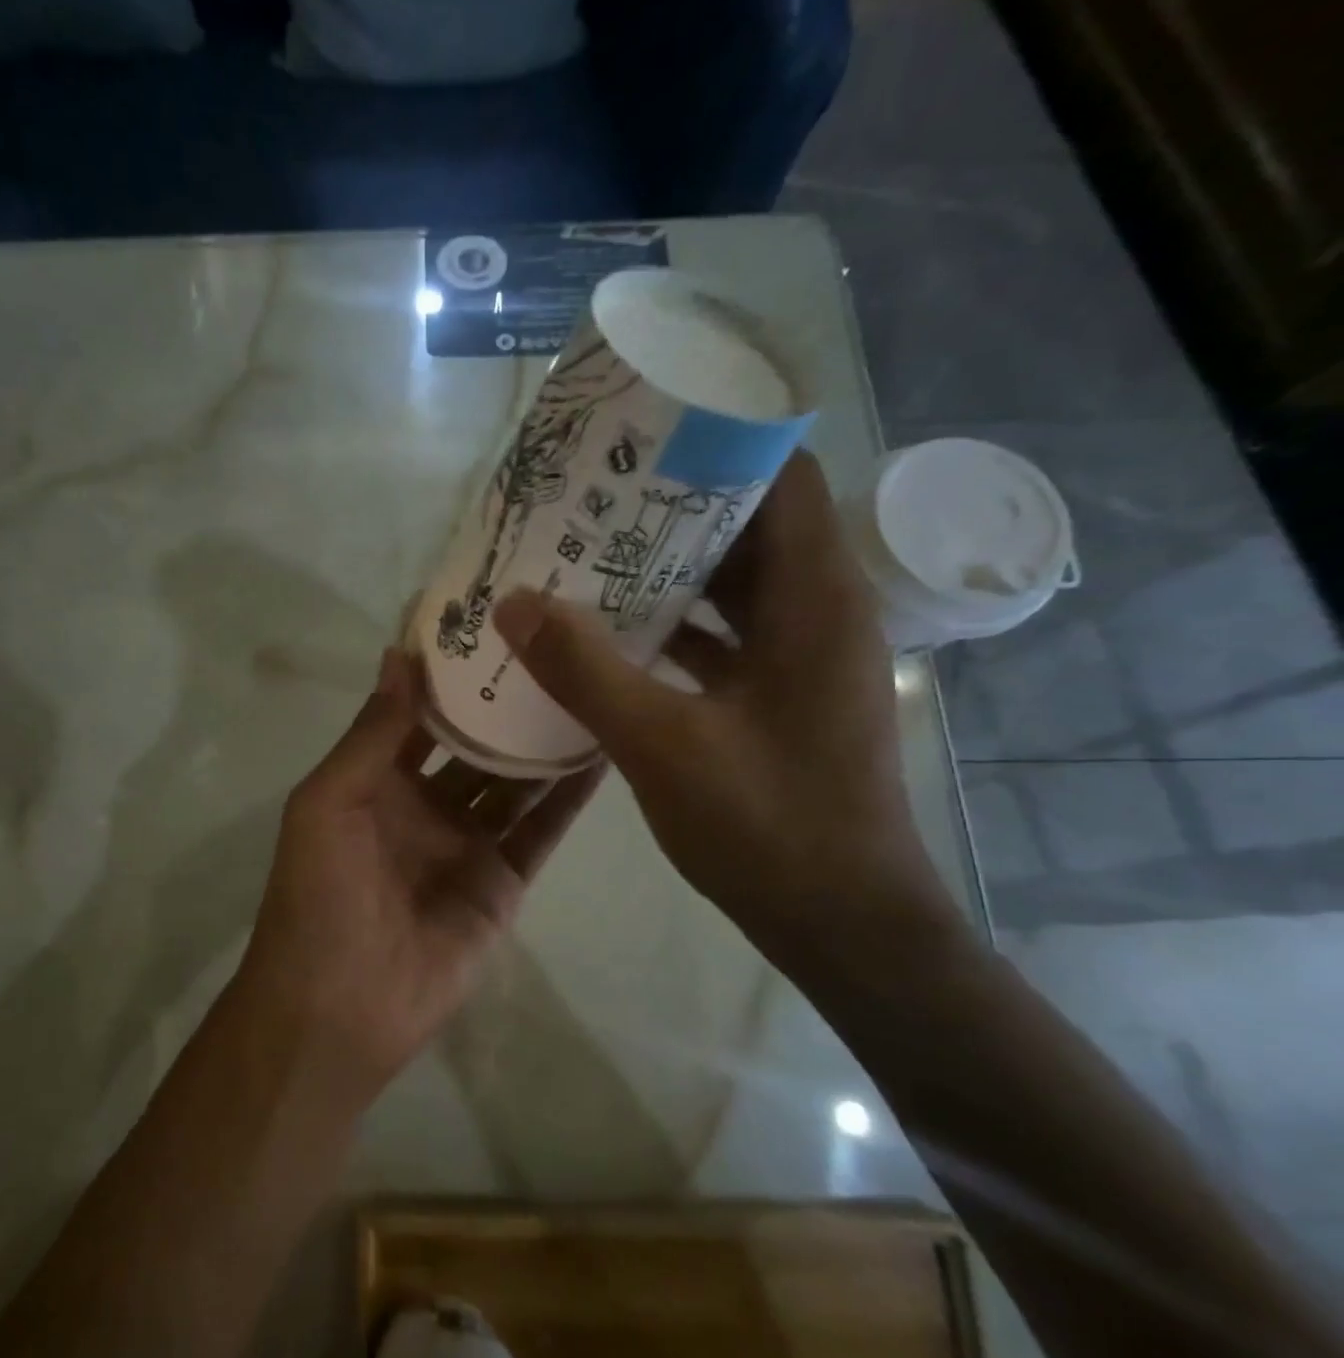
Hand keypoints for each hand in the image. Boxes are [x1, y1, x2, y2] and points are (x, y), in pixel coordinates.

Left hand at [234, 649, 603, 1096]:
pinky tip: (602, 751)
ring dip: (545, 741)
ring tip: (592, 684)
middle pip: (475, 742)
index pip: (421, 713)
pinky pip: (540, 831)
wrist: (340, 1009)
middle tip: (559, 644)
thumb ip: (371, 734)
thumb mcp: (328, 803)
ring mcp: (469, 843)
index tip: (492, 622)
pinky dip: (569, 797)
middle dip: (507, 702)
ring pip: (515, 781)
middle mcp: (426, 804)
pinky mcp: (504, 882)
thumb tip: (400, 655)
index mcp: (377, 781)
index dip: (450, 673)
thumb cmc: (319, 896)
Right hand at [491, 452, 949, 965]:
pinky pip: (727, 636)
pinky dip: (676, 625)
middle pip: (749, 525)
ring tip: (588, 553)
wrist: (844, 924)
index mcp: (815, 598)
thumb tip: (512, 602)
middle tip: (590, 495)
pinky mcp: (784, 696)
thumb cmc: (769, 826)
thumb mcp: (662, 744)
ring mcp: (804, 657)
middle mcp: (820, 611)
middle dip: (672, 504)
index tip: (640, 433)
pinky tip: (612, 633)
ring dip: (667, 568)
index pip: (779, 475)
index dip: (717, 442)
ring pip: (735, 584)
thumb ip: (585, 670)